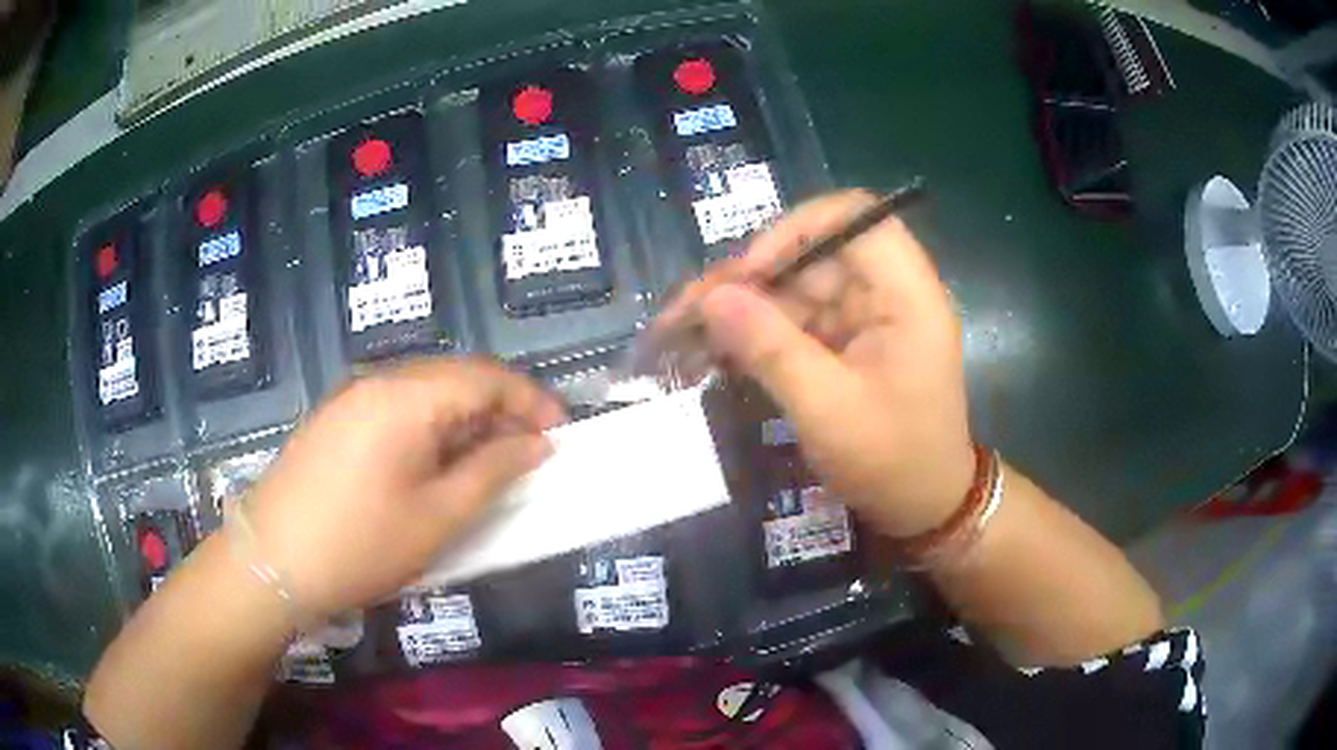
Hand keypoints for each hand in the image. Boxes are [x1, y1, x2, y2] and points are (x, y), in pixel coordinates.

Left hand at [245, 357, 565, 616]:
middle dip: (500, 409)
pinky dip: (430, 429)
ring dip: (464, 420)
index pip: (485, 377)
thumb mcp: (438, 517)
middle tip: (528, 452)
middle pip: (454, 377)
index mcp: (407, 397)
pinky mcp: (335, 420)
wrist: (272, 561)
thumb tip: (537, 444)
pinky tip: (434, 466)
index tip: (561, 432)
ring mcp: (351, 399)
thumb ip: (493, 472)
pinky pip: (396, 409)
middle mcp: (378, 382)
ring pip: (425, 393)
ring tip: (488, 464)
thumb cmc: (361, 543)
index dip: (530, 400)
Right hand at [656, 190, 974, 537]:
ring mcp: (867, 317)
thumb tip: (712, 296)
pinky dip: (757, 335)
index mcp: (906, 294)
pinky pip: (797, 321)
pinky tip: (713, 352)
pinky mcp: (849, 341)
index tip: (748, 272)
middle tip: (686, 314)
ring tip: (683, 335)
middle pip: (812, 255)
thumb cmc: (892, 462)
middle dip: (748, 280)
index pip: (854, 217)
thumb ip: (770, 348)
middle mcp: (888, 292)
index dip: (795, 231)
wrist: (924, 508)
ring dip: (742, 310)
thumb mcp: (827, 409)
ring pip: (796, 289)